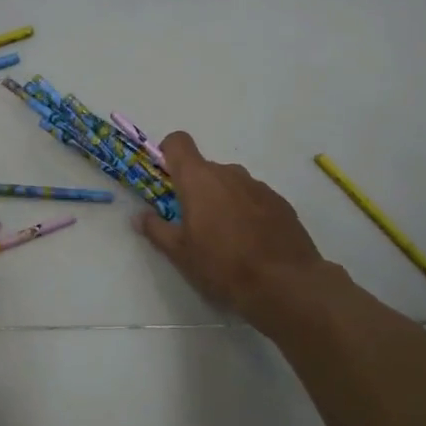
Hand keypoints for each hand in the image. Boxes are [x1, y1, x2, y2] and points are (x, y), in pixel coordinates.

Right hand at [134, 131, 329, 329]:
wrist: (285, 283)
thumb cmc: (222, 265)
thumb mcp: (180, 253)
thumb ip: (156, 229)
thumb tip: (140, 217)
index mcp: (199, 179)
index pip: (178, 142)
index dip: (168, 154)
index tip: (165, 179)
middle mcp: (229, 173)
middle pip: (204, 169)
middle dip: (194, 190)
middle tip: (192, 225)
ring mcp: (258, 186)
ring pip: (230, 185)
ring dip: (222, 202)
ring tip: (225, 239)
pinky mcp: (280, 202)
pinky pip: (253, 198)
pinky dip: (246, 212)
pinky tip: (251, 243)